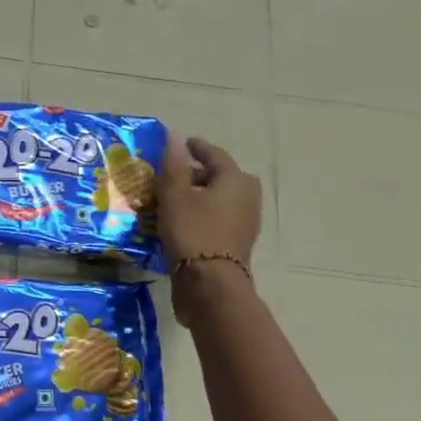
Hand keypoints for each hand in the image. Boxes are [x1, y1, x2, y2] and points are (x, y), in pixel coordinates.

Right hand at [156, 133, 261, 268]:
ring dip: (201, 195)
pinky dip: (203, 213)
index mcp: (235, 179)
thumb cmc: (192, 232)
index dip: (195, 148)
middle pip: (222, 176)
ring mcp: (245, 222)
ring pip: (221, 199)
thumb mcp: (174, 195)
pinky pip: (219, 218)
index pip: (214, 154)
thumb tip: (175, 136)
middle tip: (176, 174)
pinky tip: (183, 221)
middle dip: (200, 173)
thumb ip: (174, 164)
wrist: (210, 284)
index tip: (180, 144)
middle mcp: (247, 196)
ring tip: (175, 198)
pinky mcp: (237, 243)